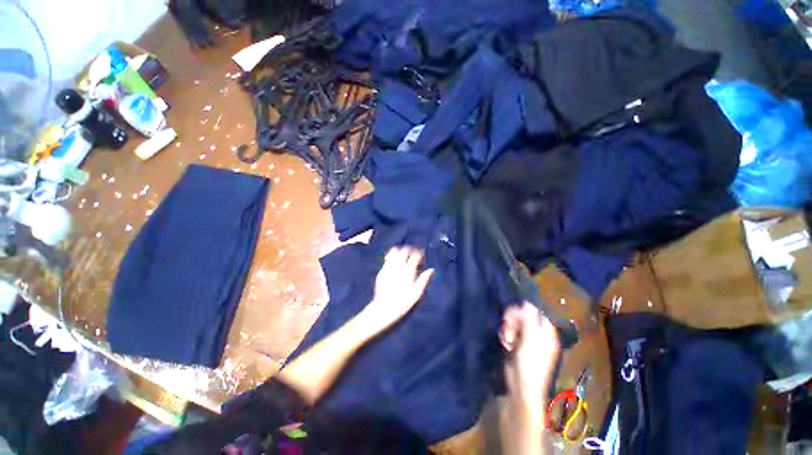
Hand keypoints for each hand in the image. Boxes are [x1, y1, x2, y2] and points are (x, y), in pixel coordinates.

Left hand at [360, 247, 434, 333]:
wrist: (383, 311)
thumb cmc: (403, 305)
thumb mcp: (417, 295)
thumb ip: (424, 280)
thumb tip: (431, 270)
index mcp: (408, 272)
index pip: (415, 255)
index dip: (420, 254)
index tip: (422, 259)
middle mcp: (397, 267)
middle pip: (404, 250)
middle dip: (410, 250)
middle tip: (414, 257)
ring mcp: (388, 268)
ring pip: (394, 251)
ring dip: (400, 251)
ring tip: (404, 257)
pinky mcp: (381, 272)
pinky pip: (387, 258)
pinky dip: (392, 257)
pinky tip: (395, 263)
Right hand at [500, 302, 560, 428]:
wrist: (522, 386)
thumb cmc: (529, 362)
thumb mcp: (530, 338)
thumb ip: (529, 318)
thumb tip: (526, 301)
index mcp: (545, 331)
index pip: (532, 310)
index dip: (521, 311)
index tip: (511, 317)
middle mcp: (537, 333)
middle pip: (521, 316)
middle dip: (512, 321)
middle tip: (507, 328)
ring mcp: (527, 339)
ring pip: (513, 323)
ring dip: (507, 329)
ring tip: (507, 340)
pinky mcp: (518, 345)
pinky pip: (510, 332)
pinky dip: (506, 336)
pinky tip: (505, 344)